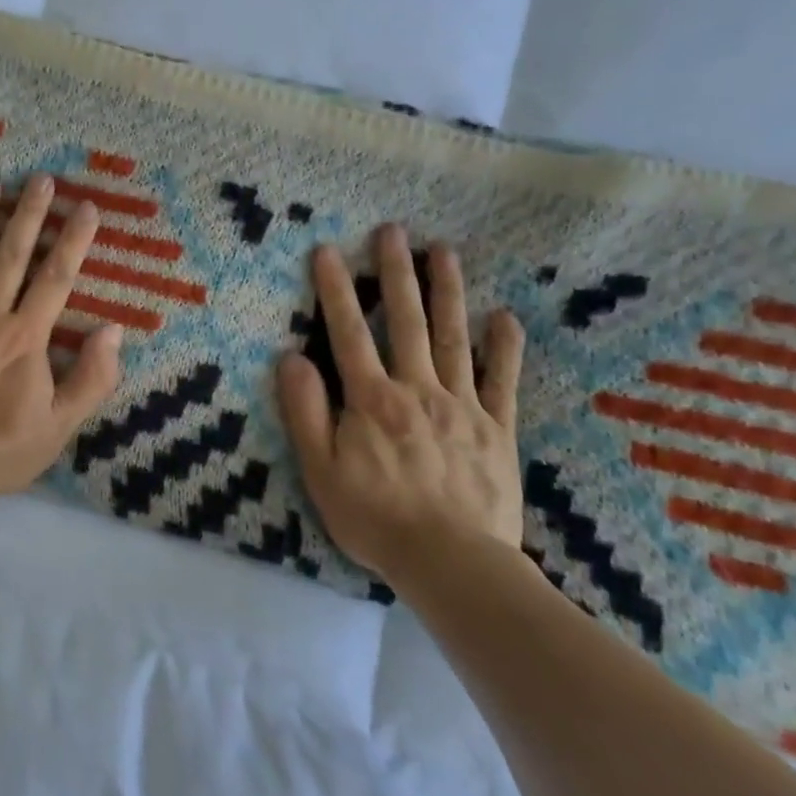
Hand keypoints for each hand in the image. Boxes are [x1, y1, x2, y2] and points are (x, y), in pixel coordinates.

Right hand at [277, 223, 525, 587]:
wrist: (452, 564)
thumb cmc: (375, 518)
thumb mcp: (320, 469)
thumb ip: (305, 411)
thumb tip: (290, 357)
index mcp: (371, 399)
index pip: (348, 333)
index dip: (335, 290)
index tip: (328, 251)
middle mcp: (417, 390)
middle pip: (405, 321)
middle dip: (396, 273)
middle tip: (393, 231)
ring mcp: (462, 406)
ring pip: (452, 338)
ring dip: (447, 292)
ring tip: (444, 251)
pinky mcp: (497, 430)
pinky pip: (501, 381)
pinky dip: (503, 348)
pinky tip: (504, 317)